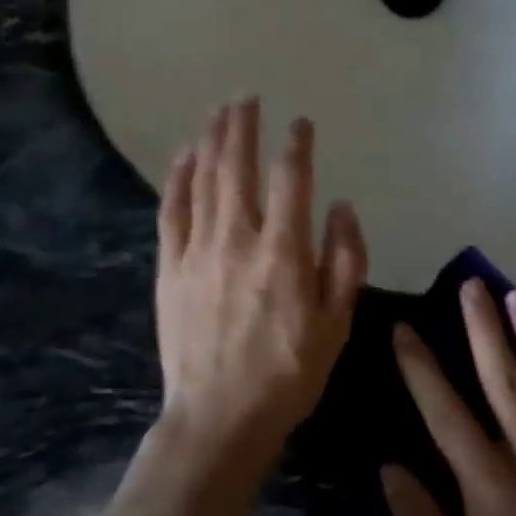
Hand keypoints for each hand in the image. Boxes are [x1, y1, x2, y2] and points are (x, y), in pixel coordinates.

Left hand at [154, 99, 367, 471]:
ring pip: (204, 180)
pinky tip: (182, 155)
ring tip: (218, 111)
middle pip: (238, 167)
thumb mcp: (337, 324)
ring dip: (212, 140)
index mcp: (284, 252)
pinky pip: (171, 211)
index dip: (297, 145)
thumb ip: (345, 260)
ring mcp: (198, 250)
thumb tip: (341, 206)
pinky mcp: (170, 267)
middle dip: (243, 127)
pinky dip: (177, 178)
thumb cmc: (287, 374)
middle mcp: (238, 239)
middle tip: (246, 97)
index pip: (291, 180)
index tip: (300, 123)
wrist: (219, 418)